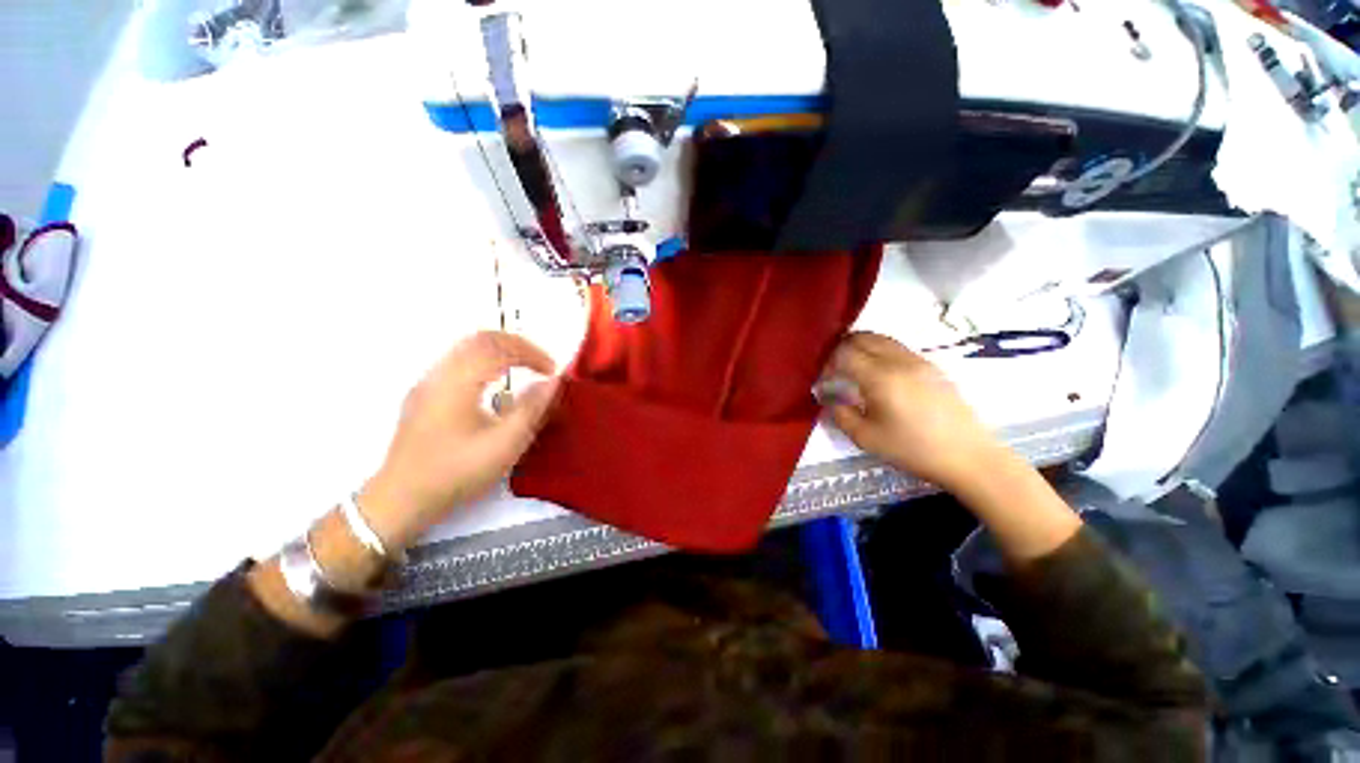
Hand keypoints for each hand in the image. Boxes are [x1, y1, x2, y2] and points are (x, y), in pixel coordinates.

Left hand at [358, 331, 559, 548]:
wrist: (400, 499)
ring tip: (523, 368)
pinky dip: (484, 360)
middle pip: (481, 339)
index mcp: (459, 382)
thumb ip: (533, 409)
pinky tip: (494, 383)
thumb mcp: (505, 444)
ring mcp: (427, 383)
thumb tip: (554, 382)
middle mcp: (440, 374)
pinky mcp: (423, 394)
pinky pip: (457, 361)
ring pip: (467, 347)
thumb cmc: (456, 472)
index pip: (500, 347)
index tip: (552, 370)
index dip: (532, 353)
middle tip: (540, 363)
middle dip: (517, 345)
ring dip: (501, 351)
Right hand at [821, 332, 1002, 491]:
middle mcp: (898, 360)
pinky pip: (897, 348)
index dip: (828, 363)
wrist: (968, 456)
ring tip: (852, 368)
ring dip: (861, 347)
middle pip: (862, 338)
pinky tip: (878, 374)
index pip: (844, 353)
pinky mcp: (931, 366)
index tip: (823, 379)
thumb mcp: (866, 438)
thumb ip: (840, 415)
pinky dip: (879, 351)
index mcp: (880, 377)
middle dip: (841, 348)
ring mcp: (918, 360)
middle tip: (833, 369)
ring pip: (881, 339)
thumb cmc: (913, 449)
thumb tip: (830, 399)